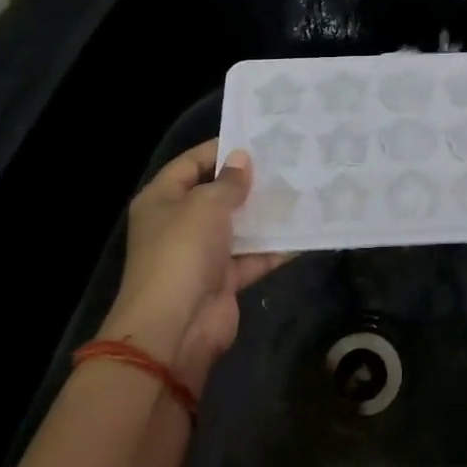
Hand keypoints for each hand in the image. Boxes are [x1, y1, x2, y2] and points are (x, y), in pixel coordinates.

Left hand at [98, 140, 289, 380]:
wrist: (176, 328)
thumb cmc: (183, 252)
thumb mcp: (205, 205)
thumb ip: (228, 182)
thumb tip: (242, 159)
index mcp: (162, 200)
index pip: (191, 163)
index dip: (220, 149)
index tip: (257, 138)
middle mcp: (180, 223)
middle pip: (217, 194)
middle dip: (249, 181)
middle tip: (288, 162)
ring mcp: (202, 254)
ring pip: (239, 226)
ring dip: (266, 213)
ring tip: (302, 189)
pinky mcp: (223, 280)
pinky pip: (253, 257)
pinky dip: (275, 248)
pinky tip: (305, 231)